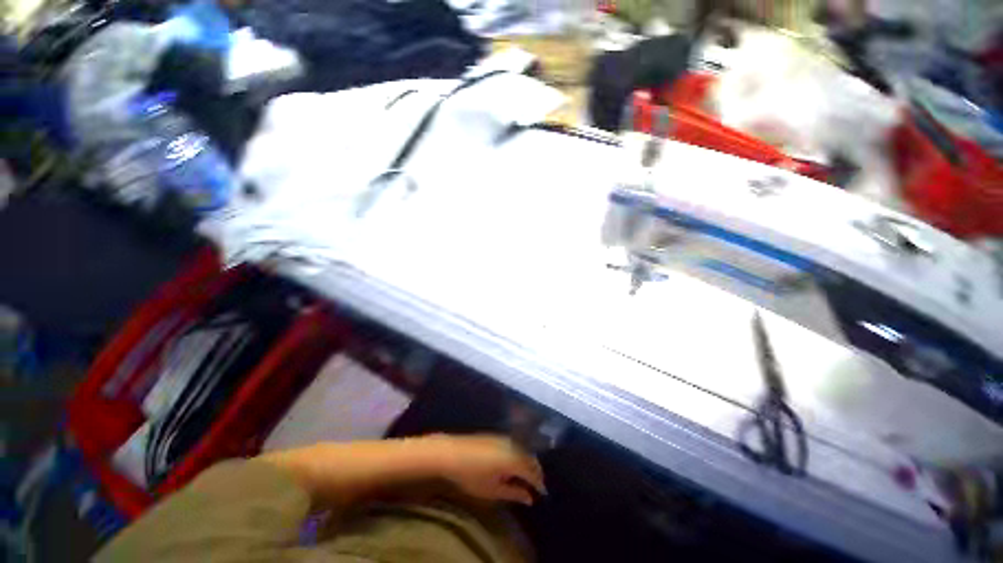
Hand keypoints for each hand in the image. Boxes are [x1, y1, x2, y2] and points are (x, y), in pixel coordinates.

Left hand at [430, 435, 545, 504]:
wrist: (452, 452)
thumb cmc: (472, 475)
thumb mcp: (493, 490)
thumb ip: (514, 493)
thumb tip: (530, 498)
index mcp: (514, 459)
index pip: (533, 472)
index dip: (539, 483)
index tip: (543, 494)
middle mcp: (513, 445)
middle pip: (530, 458)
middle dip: (536, 471)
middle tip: (537, 485)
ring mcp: (505, 438)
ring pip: (523, 450)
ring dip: (528, 462)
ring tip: (527, 476)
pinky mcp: (497, 435)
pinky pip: (515, 445)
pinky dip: (519, 455)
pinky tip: (515, 463)